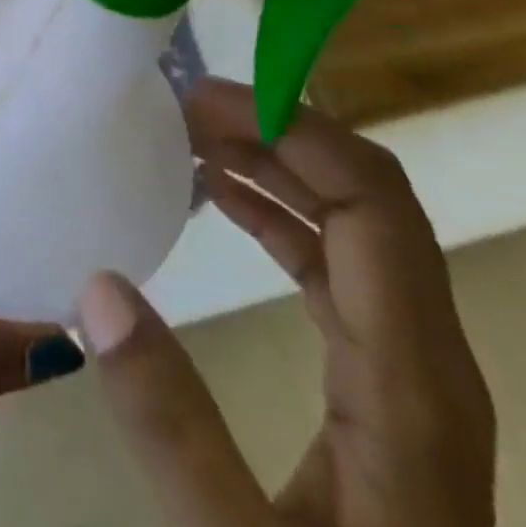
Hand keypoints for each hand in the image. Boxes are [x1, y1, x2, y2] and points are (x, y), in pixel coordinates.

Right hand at [78, 81, 495, 526]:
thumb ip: (170, 426)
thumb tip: (98, 286)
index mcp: (415, 381)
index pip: (373, 202)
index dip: (297, 130)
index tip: (205, 100)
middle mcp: (427, 357)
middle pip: (367, 198)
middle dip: (278, 133)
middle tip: (185, 107)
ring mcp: (409, 372)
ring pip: (351, 226)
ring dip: (276, 167)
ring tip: (193, 136)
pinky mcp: (383, 388)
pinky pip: (334, 267)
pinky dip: (279, 215)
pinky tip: (223, 199)